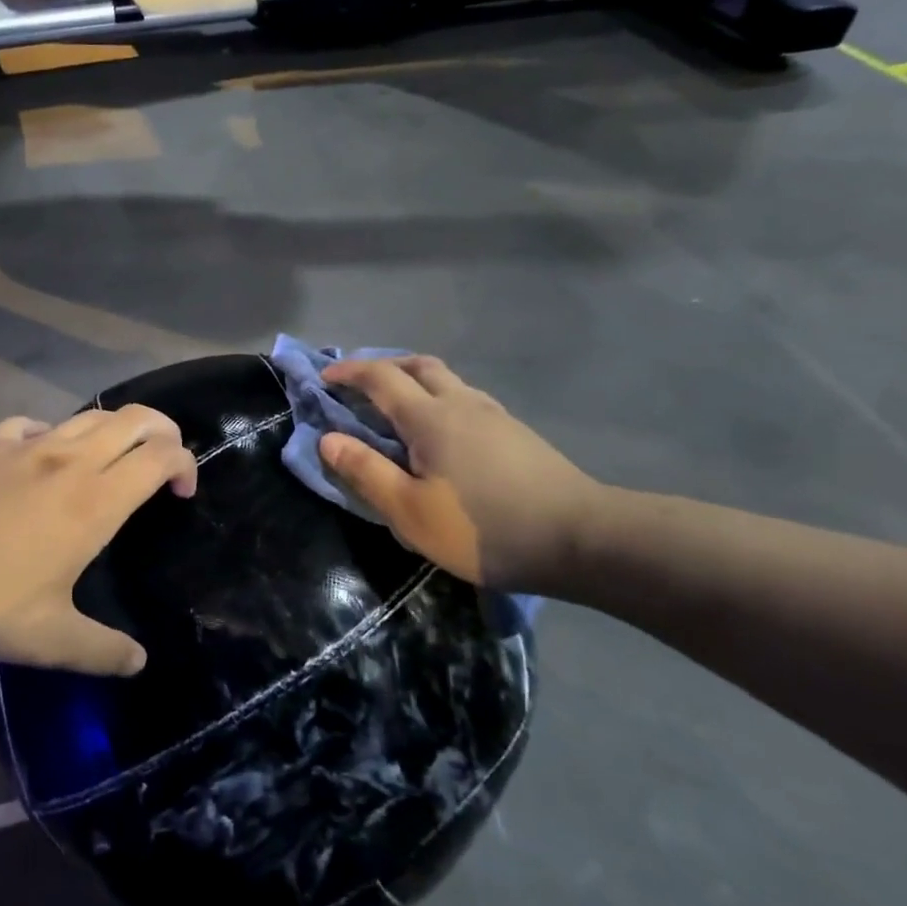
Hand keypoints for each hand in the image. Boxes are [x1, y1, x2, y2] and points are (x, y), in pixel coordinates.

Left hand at [0, 406, 196, 675]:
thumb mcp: (49, 640)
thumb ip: (100, 651)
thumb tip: (138, 662)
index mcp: (97, 500)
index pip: (160, 456)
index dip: (184, 464)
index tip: (182, 494)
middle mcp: (72, 460)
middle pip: (133, 419)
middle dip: (162, 430)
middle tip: (163, 461)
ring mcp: (30, 446)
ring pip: (88, 415)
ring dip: (114, 428)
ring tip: (113, 457)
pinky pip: (34, 423)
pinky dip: (52, 431)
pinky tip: (43, 453)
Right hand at [320, 356, 603, 593]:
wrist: (582, 540)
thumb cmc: (484, 528)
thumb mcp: (410, 511)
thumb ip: (365, 472)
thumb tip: (327, 439)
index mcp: (430, 417)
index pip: (380, 377)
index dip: (348, 371)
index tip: (323, 377)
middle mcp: (461, 403)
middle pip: (418, 365)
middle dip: (383, 367)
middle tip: (360, 386)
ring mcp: (494, 415)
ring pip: (446, 380)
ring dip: (414, 382)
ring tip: (397, 410)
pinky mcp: (516, 433)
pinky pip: (465, 399)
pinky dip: (439, 400)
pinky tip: (442, 436)